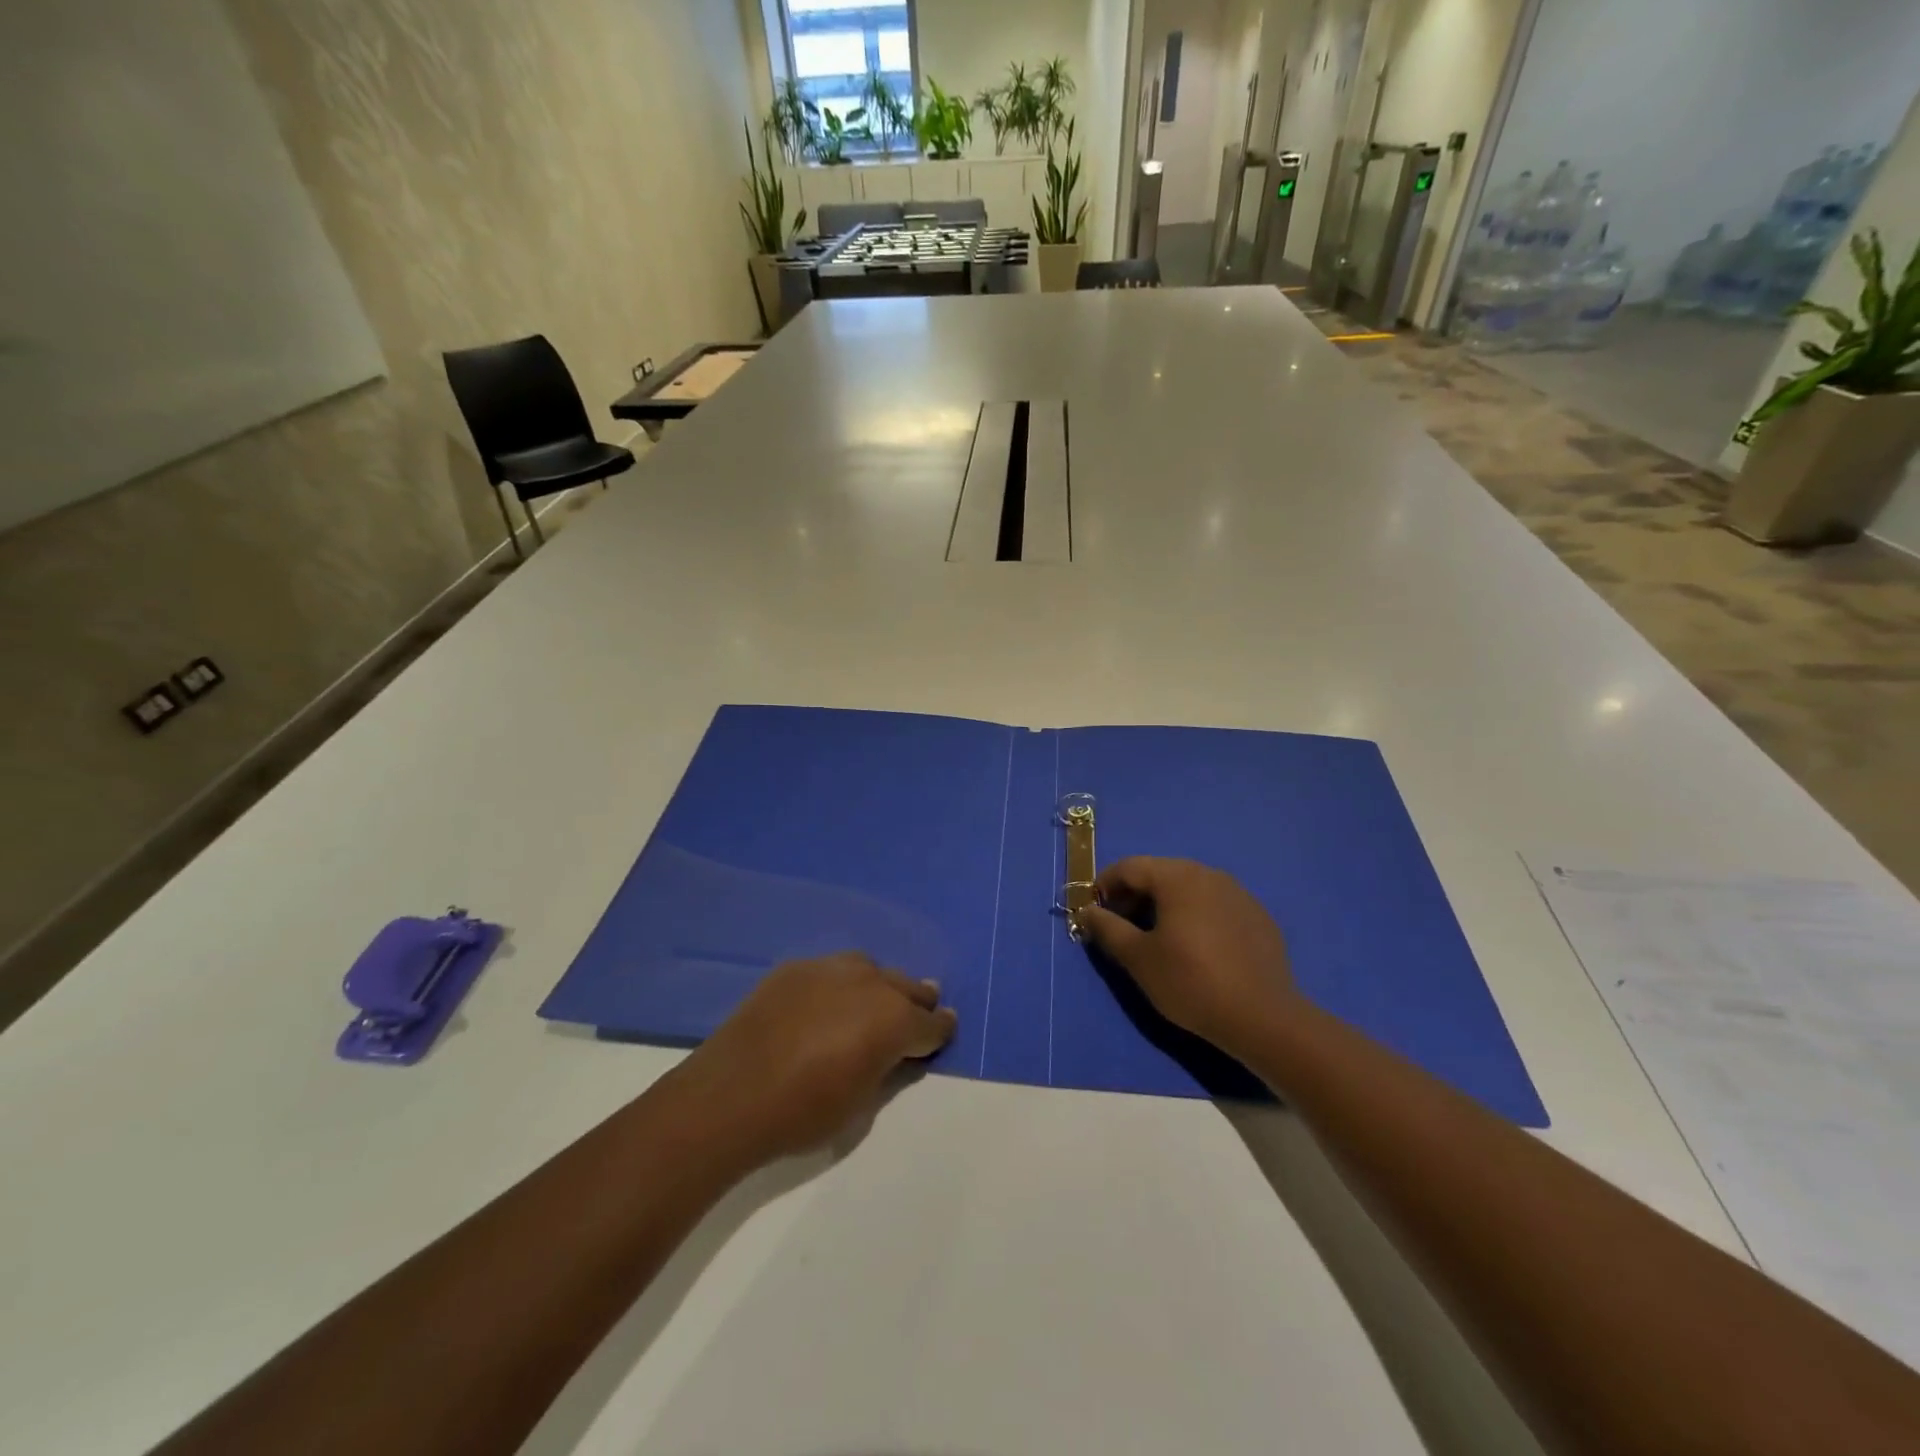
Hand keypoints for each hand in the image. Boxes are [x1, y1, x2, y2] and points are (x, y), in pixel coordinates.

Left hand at [683, 953, 957, 1159]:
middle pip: (905, 987)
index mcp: (894, 1019)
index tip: (944, 1031)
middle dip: (916, 1001)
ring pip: (870, 970)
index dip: (940, 1031)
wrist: (730, 1096)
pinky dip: (839, 985)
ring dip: (879, 986)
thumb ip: (887, 1069)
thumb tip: (898, 1053)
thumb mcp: (861, 1105)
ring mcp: (830, 968)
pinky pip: (830, 971)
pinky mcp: (795, 968)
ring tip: (874, 1002)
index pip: (931, 1023)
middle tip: (921, 1010)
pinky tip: (826, 1003)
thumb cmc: (803, 1113)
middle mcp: (870, 982)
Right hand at [1077, 857, 1297, 1062]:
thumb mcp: (1138, 957)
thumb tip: (1087, 911)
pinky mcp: (1259, 917)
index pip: (1130, 867)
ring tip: (1156, 939)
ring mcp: (1239, 894)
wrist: (1263, 1018)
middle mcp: (1210, 874)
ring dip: (1165, 906)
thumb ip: (1107, 928)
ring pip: (1190, 889)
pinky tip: (1196, 950)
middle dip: (1134, 896)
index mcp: (1178, 877)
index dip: (1105, 885)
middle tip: (1121, 928)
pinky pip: (1215, 906)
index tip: (1094, 912)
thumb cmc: (1190, 982)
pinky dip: (1195, 917)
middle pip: (1161, 873)